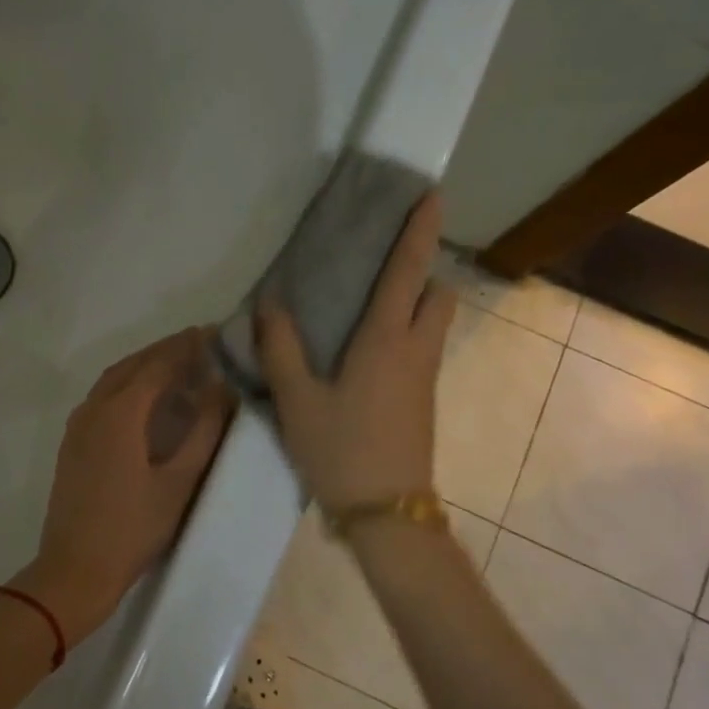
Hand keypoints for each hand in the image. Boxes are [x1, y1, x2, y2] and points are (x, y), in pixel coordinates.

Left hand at [16, 327, 234, 646]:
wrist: (75, 569)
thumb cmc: (133, 528)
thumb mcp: (179, 482)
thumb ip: (204, 431)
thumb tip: (222, 389)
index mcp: (120, 413)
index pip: (157, 365)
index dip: (186, 347)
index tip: (212, 333)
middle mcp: (94, 408)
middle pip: (132, 365)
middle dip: (164, 351)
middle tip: (198, 344)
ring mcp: (78, 426)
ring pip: (113, 379)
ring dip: (143, 366)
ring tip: (176, 365)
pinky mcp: (72, 443)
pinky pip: (101, 397)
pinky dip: (126, 385)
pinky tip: (144, 399)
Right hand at [256, 192, 454, 511]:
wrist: (386, 514)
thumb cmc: (341, 450)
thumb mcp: (297, 400)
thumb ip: (281, 348)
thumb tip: (270, 304)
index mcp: (386, 341)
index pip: (408, 272)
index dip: (419, 231)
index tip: (432, 194)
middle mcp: (415, 351)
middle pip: (438, 294)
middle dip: (422, 271)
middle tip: (381, 269)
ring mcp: (425, 378)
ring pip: (433, 323)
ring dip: (415, 302)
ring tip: (368, 306)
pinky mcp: (423, 400)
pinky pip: (421, 348)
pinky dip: (405, 332)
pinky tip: (365, 352)